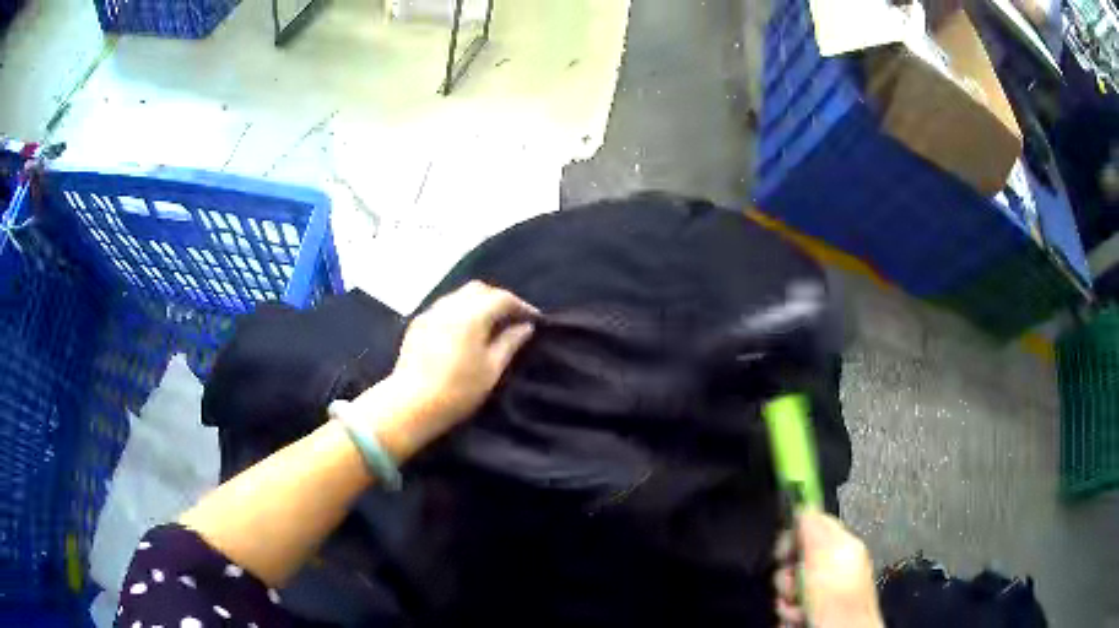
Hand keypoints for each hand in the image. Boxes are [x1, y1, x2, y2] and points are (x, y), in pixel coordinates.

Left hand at [355, 281, 538, 460]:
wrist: (410, 405)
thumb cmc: (457, 391)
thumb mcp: (491, 370)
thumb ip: (510, 343)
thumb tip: (526, 327)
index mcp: (470, 315)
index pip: (501, 298)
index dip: (521, 305)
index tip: (533, 319)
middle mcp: (449, 306)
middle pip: (478, 289)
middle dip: (498, 299)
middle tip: (511, 318)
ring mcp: (430, 313)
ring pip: (459, 296)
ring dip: (477, 303)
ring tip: (489, 324)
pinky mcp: (417, 324)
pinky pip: (444, 307)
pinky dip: (460, 311)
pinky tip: (464, 331)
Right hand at [774, 511, 882, 627]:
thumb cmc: (836, 593)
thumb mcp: (826, 554)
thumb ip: (813, 527)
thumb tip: (802, 503)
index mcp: (841, 545)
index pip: (814, 524)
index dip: (795, 534)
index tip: (784, 551)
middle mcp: (831, 565)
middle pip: (795, 557)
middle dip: (787, 574)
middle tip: (794, 585)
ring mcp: (820, 590)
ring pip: (788, 584)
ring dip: (786, 597)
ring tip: (798, 609)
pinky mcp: (808, 610)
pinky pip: (788, 604)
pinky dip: (788, 612)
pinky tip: (797, 618)